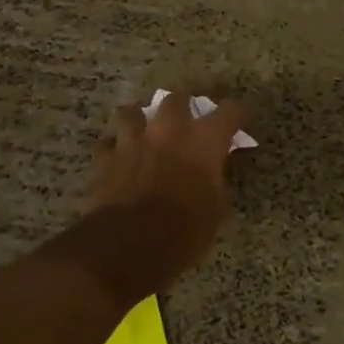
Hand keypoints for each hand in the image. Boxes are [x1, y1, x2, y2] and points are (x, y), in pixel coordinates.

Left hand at [83, 93, 248, 292]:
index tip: (239, 117)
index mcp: (204, 140)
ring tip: (142, 132)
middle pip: (177, 98)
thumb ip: (214, 180)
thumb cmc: (185, 231)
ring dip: (140, 120)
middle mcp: (169, 130)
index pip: (230, 111)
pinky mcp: (104, 158)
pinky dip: (114, 149)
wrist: (129, 245)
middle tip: (186, 120)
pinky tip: (117, 159)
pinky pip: (108, 143)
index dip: (237, 113)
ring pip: (131, 112)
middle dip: (183, 105)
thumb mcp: (215, 209)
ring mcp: (132, 140)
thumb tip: (211, 172)